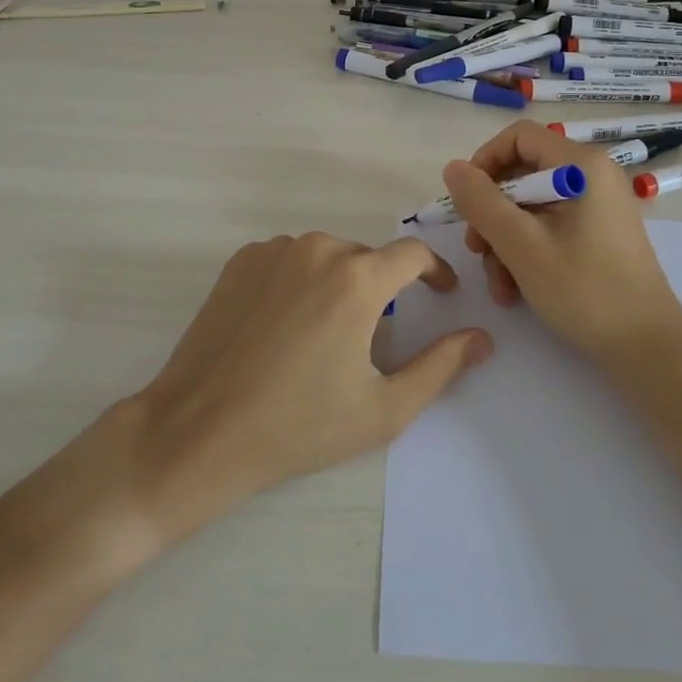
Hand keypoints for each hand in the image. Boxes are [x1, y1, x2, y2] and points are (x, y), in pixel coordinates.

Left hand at [126, 232, 492, 538]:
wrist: (199, 432)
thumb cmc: (298, 426)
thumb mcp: (383, 408)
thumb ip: (441, 367)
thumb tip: (482, 337)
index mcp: (357, 278)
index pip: (413, 254)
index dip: (435, 271)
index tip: (441, 294)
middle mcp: (317, 248)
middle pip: (368, 258)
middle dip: (382, 289)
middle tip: (375, 339)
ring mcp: (274, 250)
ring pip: (327, 257)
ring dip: (340, 284)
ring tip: (326, 337)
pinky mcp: (240, 261)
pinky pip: (289, 260)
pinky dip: (301, 282)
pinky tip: (287, 326)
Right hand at [442, 122, 681, 362]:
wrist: (648, 350)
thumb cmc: (585, 291)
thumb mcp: (521, 245)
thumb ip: (481, 202)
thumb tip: (453, 168)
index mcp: (582, 166)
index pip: (519, 137)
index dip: (484, 161)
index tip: (466, 201)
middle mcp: (593, 176)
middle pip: (522, 174)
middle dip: (492, 213)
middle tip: (476, 250)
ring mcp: (598, 206)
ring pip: (531, 206)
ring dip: (504, 240)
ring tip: (498, 283)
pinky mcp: (598, 233)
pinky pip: (550, 227)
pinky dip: (526, 251)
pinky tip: (514, 289)